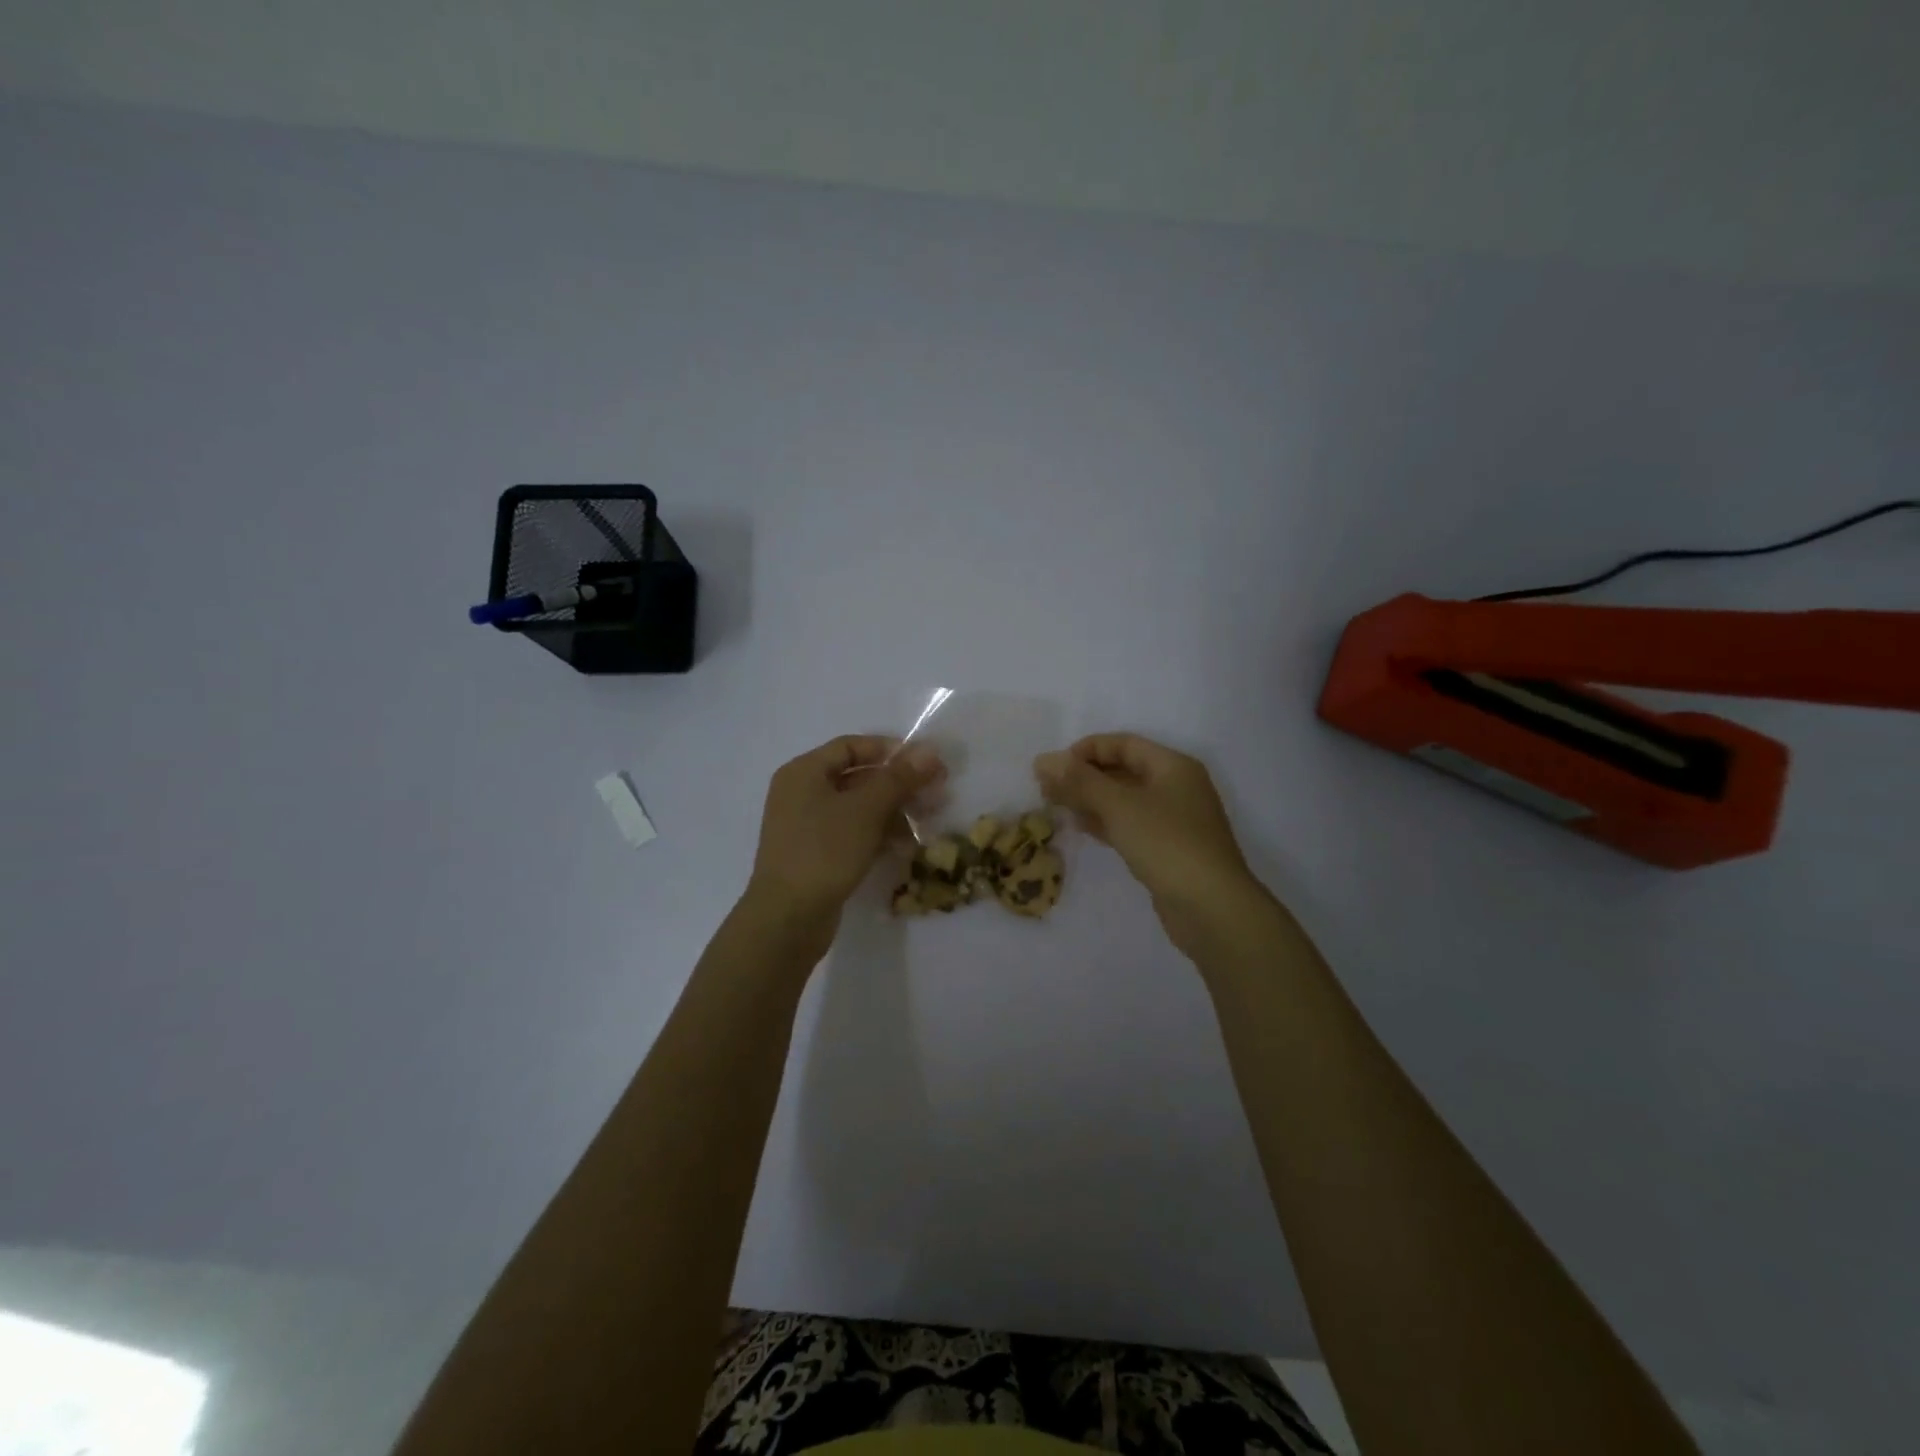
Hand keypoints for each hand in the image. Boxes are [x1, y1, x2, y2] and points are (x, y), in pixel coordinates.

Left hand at [745, 735, 944, 932]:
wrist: (787, 919)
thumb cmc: (824, 852)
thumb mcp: (866, 810)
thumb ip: (898, 778)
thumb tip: (929, 750)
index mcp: (804, 772)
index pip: (851, 746)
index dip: (889, 750)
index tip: (925, 762)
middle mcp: (802, 793)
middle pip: (857, 777)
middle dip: (898, 784)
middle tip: (936, 793)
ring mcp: (807, 827)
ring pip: (858, 808)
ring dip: (894, 811)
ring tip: (928, 821)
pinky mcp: (816, 855)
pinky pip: (852, 834)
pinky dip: (878, 834)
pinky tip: (906, 846)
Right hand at [1035, 734, 1261, 947]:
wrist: (1212, 908)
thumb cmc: (1167, 844)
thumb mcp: (1119, 806)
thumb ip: (1079, 781)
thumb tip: (1043, 759)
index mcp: (1173, 766)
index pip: (1123, 744)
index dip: (1086, 749)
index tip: (1053, 766)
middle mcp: (1177, 787)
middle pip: (1123, 770)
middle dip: (1084, 776)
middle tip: (1047, 788)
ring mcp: (1174, 820)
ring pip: (1125, 800)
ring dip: (1091, 800)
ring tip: (1056, 806)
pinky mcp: (1168, 849)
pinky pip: (1131, 825)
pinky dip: (1105, 822)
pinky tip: (1081, 827)